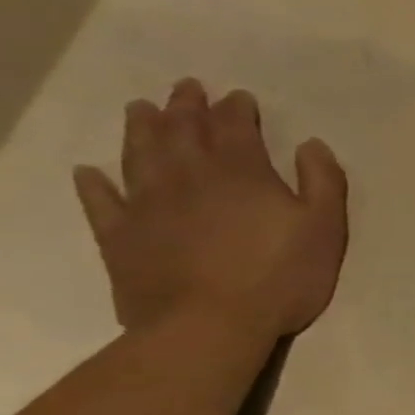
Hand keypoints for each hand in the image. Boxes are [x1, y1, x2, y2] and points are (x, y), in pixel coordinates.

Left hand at [73, 79, 348, 338]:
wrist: (208, 326)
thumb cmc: (279, 276)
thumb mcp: (325, 228)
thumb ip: (323, 181)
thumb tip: (312, 145)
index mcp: (241, 171)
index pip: (236, 126)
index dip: (237, 108)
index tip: (239, 97)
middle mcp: (189, 175)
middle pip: (183, 130)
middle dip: (187, 106)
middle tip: (186, 88)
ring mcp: (147, 204)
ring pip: (139, 154)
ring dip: (141, 128)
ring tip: (141, 109)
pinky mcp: (120, 237)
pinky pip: (101, 202)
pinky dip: (94, 184)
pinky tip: (89, 173)